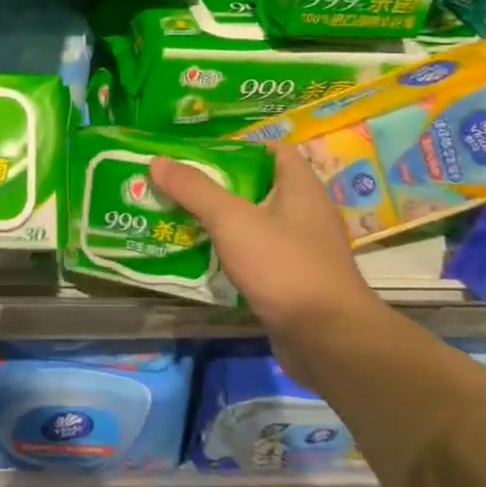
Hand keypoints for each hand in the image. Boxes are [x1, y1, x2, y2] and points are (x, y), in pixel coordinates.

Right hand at [151, 144, 379, 337]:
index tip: (199, 154)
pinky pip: (256, 256)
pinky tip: (200, 258)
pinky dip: (230, 254)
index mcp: (301, 187)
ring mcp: (301, 249)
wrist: (327, 340)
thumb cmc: (284, 266)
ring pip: (254, 224)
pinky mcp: (293, 281)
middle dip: (217, 186)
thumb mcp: (233, 221)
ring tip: (178, 218)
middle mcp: (306, 213)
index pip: (273, 150)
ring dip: (220, 222)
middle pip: (257, 187)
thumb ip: (195, 189)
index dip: (237, 146)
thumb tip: (158, 161)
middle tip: (178, 186)